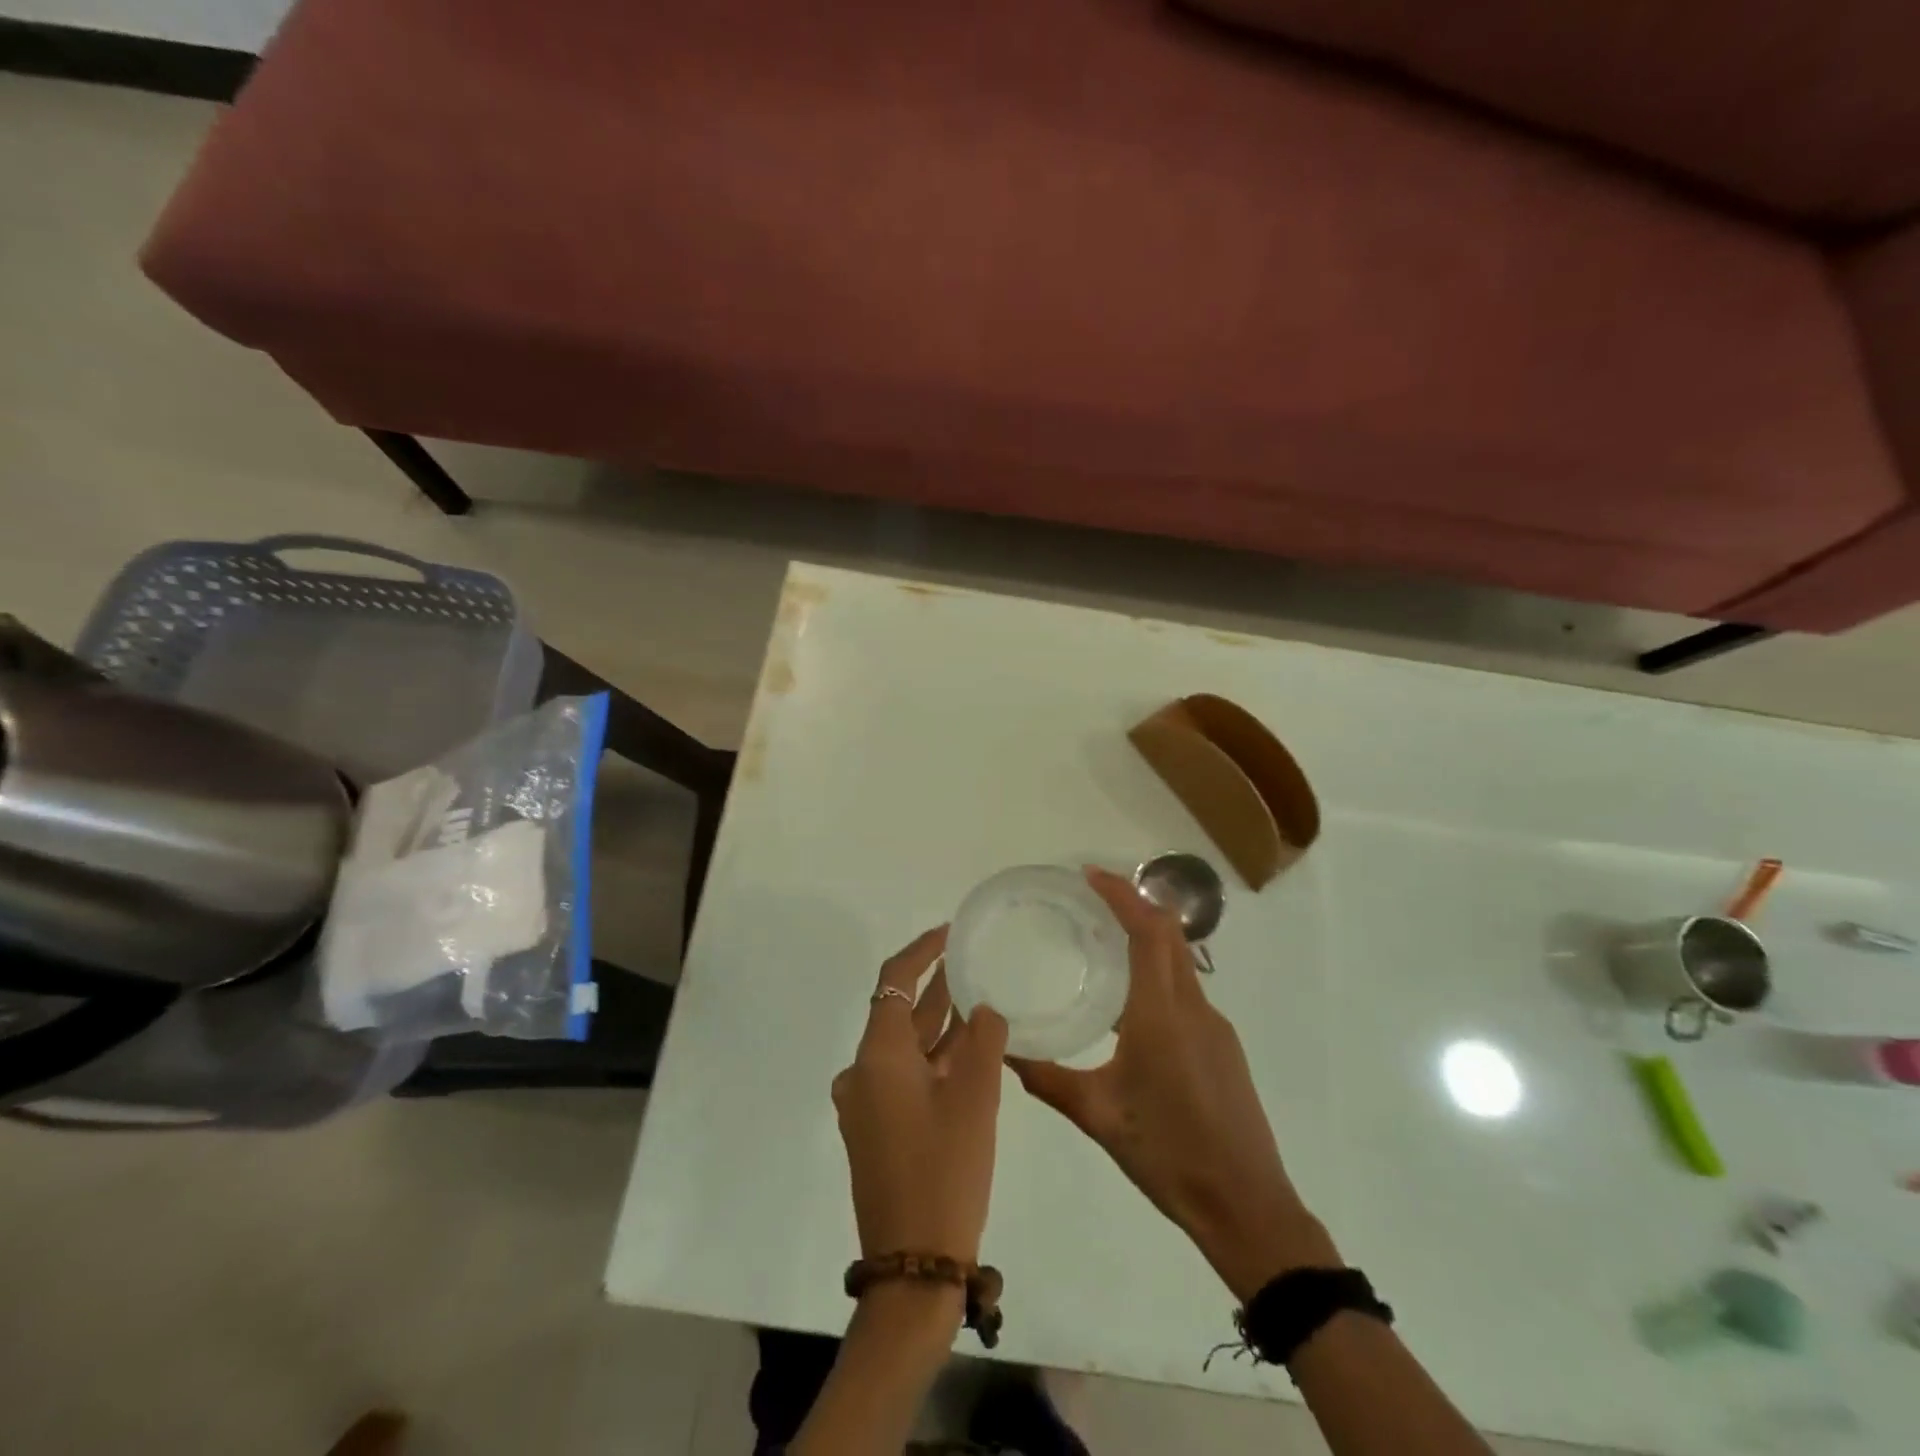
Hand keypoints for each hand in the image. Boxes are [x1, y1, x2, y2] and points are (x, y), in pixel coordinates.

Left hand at [832, 927, 1010, 1264]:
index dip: (921, 951)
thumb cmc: (944, 1171)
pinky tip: (970, 1051)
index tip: (949, 931)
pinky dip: (934, 1058)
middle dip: (935, 986)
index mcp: (877, 1056)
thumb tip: (984, 1009)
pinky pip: (906, 1076)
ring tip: (978, 996)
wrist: (915, 1265)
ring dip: (938, 1024)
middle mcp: (863, 1072)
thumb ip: (983, 1041)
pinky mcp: (877, 1129)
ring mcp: (867, 1104)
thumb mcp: (974, 1099)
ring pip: (906, 1047)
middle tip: (971, 959)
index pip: (894, 981)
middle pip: (898, 1012)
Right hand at [1008, 868, 1338, 1299]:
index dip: (1121, 895)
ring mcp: (1215, 1026)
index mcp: (1162, 1015)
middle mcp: (1194, 1008)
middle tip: (1091, 897)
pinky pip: (1187, 991)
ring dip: (1147, 938)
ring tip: (1103, 942)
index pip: (1147, 932)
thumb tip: (1004, 1051)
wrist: (1247, 1206)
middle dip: (1134, 904)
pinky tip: (1131, 1005)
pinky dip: (1159, 973)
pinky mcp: (1224, 1046)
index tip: (1089, 875)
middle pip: (1169, 935)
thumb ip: (1048, 1079)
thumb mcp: (1098, 1117)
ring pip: (1180, 962)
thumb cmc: (1169, 1155)